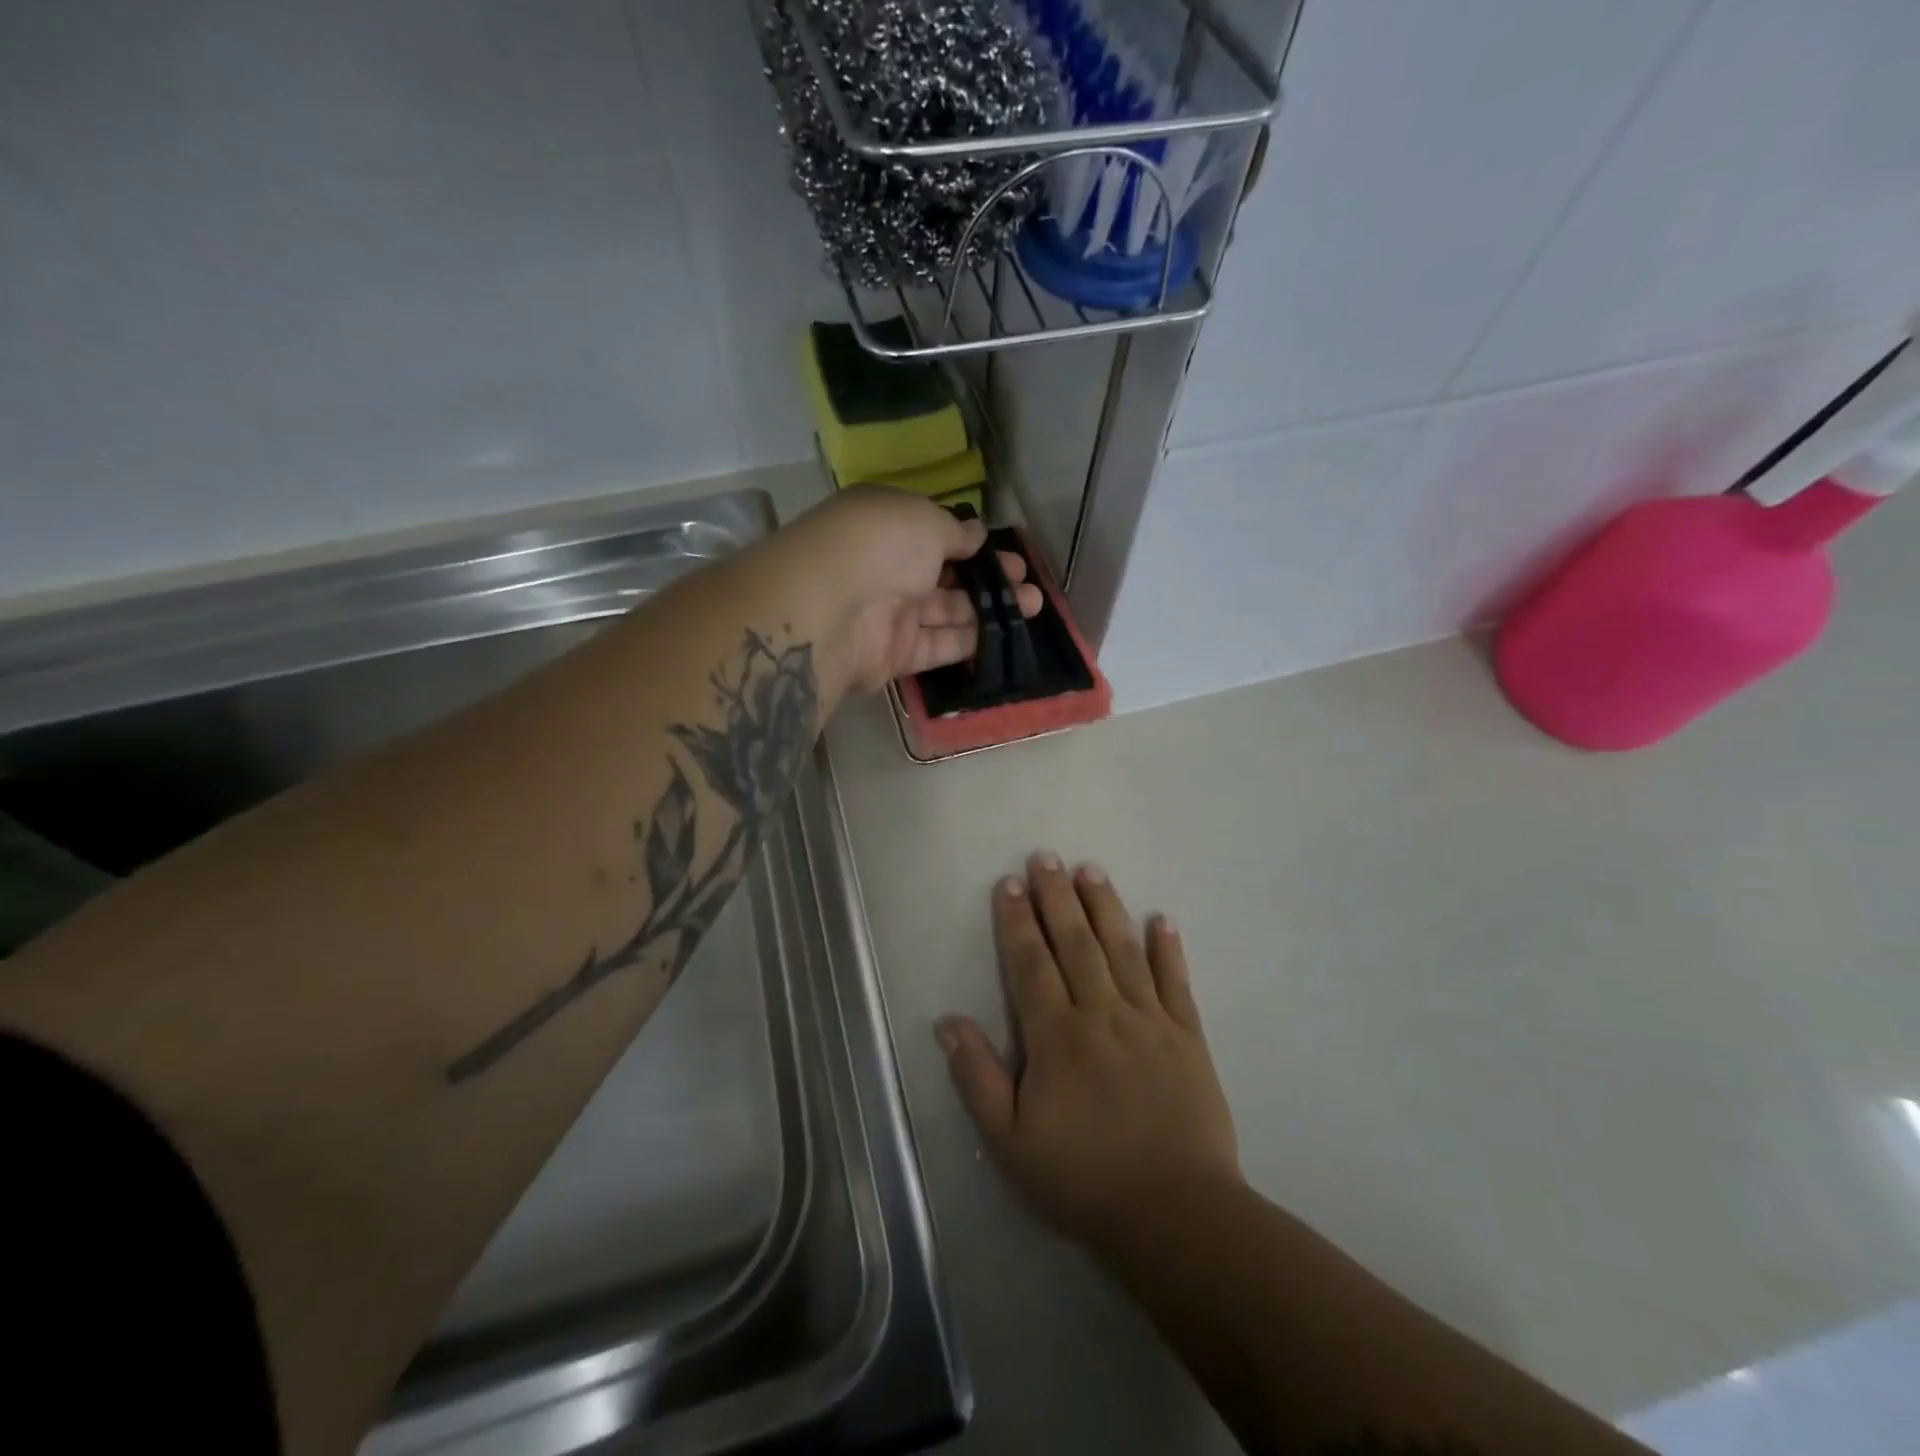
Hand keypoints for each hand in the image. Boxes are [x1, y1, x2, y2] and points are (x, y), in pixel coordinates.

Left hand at [787, 487, 1041, 692]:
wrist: (832, 610)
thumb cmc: (880, 546)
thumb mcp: (925, 521)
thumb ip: (955, 531)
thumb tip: (975, 534)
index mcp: (885, 526)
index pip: (933, 533)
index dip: (971, 543)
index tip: (1005, 551)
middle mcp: (886, 568)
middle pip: (945, 575)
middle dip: (989, 578)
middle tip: (1028, 582)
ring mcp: (890, 614)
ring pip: (947, 611)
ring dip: (990, 609)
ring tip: (1034, 605)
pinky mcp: (895, 655)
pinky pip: (938, 646)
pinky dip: (970, 641)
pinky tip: (1006, 635)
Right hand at [937, 854, 1241, 1253]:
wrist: (1176, 1215)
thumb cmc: (1084, 1179)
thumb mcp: (1010, 1141)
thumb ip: (977, 1077)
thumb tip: (947, 1021)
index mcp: (1057, 1036)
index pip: (1031, 963)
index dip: (1018, 921)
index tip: (1010, 883)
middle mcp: (1102, 1013)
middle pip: (1076, 943)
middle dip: (1058, 896)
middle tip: (1046, 856)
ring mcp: (1150, 1021)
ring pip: (1123, 950)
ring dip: (1106, 907)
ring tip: (1092, 870)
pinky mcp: (1188, 1037)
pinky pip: (1177, 983)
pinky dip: (1169, 949)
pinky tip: (1162, 919)